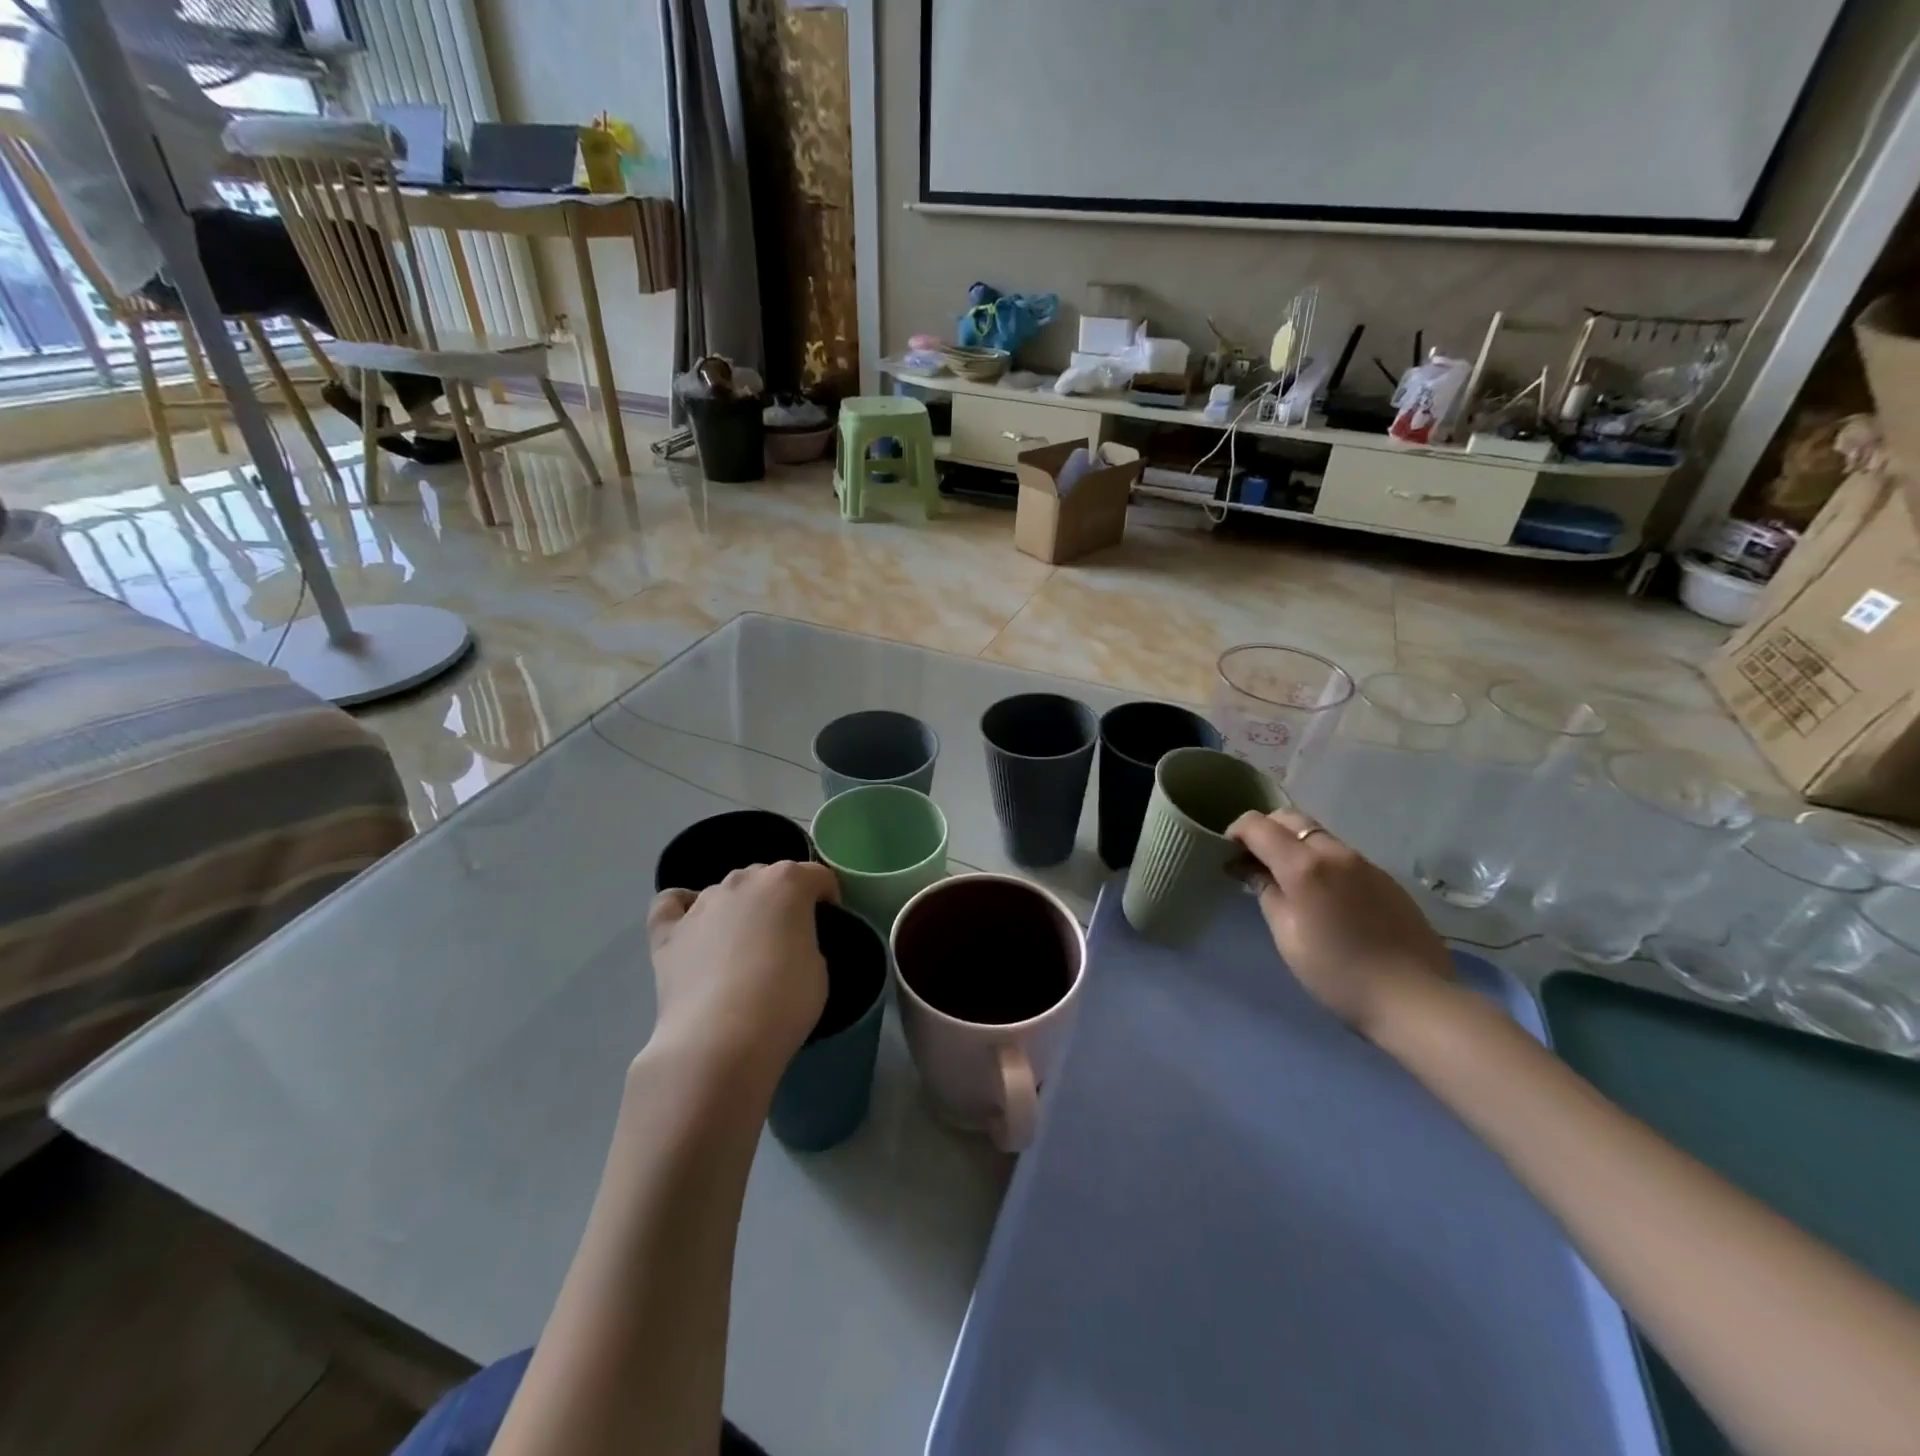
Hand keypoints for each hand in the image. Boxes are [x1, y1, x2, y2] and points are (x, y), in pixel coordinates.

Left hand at [646, 861, 838, 1075]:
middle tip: (787, 937)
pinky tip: (692, 926)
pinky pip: (672, 904)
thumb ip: (805, 939)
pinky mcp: (667, 932)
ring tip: (742, 945)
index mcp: (787, 882)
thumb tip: (788, 943)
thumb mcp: (819, 968)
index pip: (816, 875)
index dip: (827, 897)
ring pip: (726, 890)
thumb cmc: (784, 1001)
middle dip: (780, 899)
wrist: (720, 1041)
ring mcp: (701, 904)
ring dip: (739, 907)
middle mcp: (743, 881)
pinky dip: (683, 908)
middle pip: (768, 876)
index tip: (828, 923)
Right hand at [1228, 808, 1453, 1039]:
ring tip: (1287, 880)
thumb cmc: (1337, 973)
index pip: (1258, 825)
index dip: (1236, 832)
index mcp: (1304, 865)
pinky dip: (1320, 861)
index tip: (1228, 855)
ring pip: (1317, 835)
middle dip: (1265, 831)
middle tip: (1254, 863)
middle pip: (1290, 819)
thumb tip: (1249, 869)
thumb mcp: (1287, 937)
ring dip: (1294, 845)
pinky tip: (1323, 896)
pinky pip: (1342, 855)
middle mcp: (1334, 852)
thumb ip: (1266, 893)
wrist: (1415, 999)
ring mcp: (1364, 863)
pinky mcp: (1385, 878)